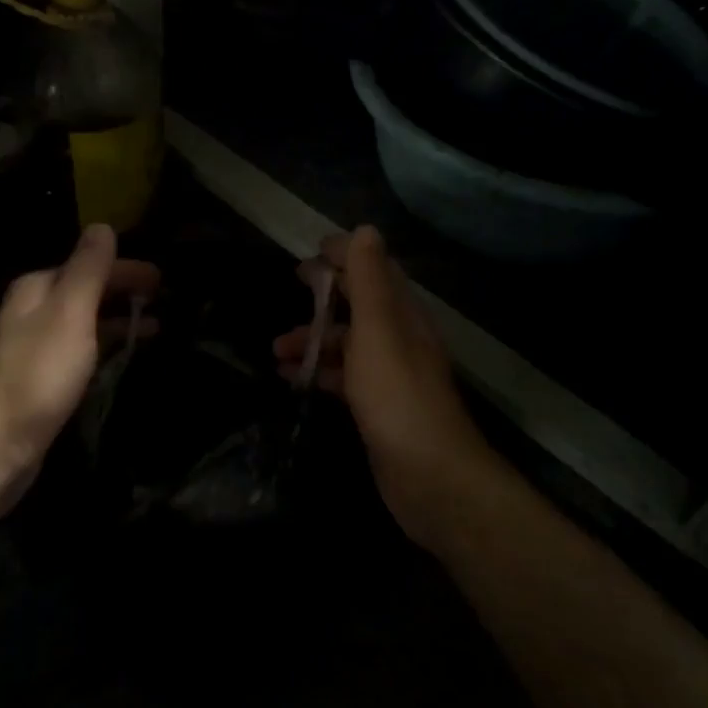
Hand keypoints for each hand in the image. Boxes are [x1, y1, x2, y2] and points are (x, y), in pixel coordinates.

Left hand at [0, 224, 159, 507]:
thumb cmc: (36, 374)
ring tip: (155, 329)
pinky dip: (104, 348)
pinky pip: (80, 352)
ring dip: (117, 321)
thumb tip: (102, 227)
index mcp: (37, 288)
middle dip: (123, 293)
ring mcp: (33, 347)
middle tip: (163, 301)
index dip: (127, 269)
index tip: (162, 280)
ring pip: (83, 323)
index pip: (89, 265)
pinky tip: (120, 360)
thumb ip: (88, 269)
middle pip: (85, 291)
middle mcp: (32, 311)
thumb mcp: (69, 313)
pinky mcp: (39, 381)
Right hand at [274, 226, 486, 548]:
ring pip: (347, 343)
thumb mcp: (378, 330)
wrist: (430, 477)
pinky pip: (342, 377)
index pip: (375, 271)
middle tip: (293, 281)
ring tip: (276, 348)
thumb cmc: (397, 396)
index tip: (311, 249)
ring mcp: (388, 375)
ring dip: (313, 338)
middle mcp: (399, 339)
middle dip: (327, 291)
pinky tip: (290, 379)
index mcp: (403, 315)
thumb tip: (365, 230)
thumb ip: (370, 281)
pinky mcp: (376, 407)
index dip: (346, 256)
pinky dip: (316, 372)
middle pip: (360, 304)